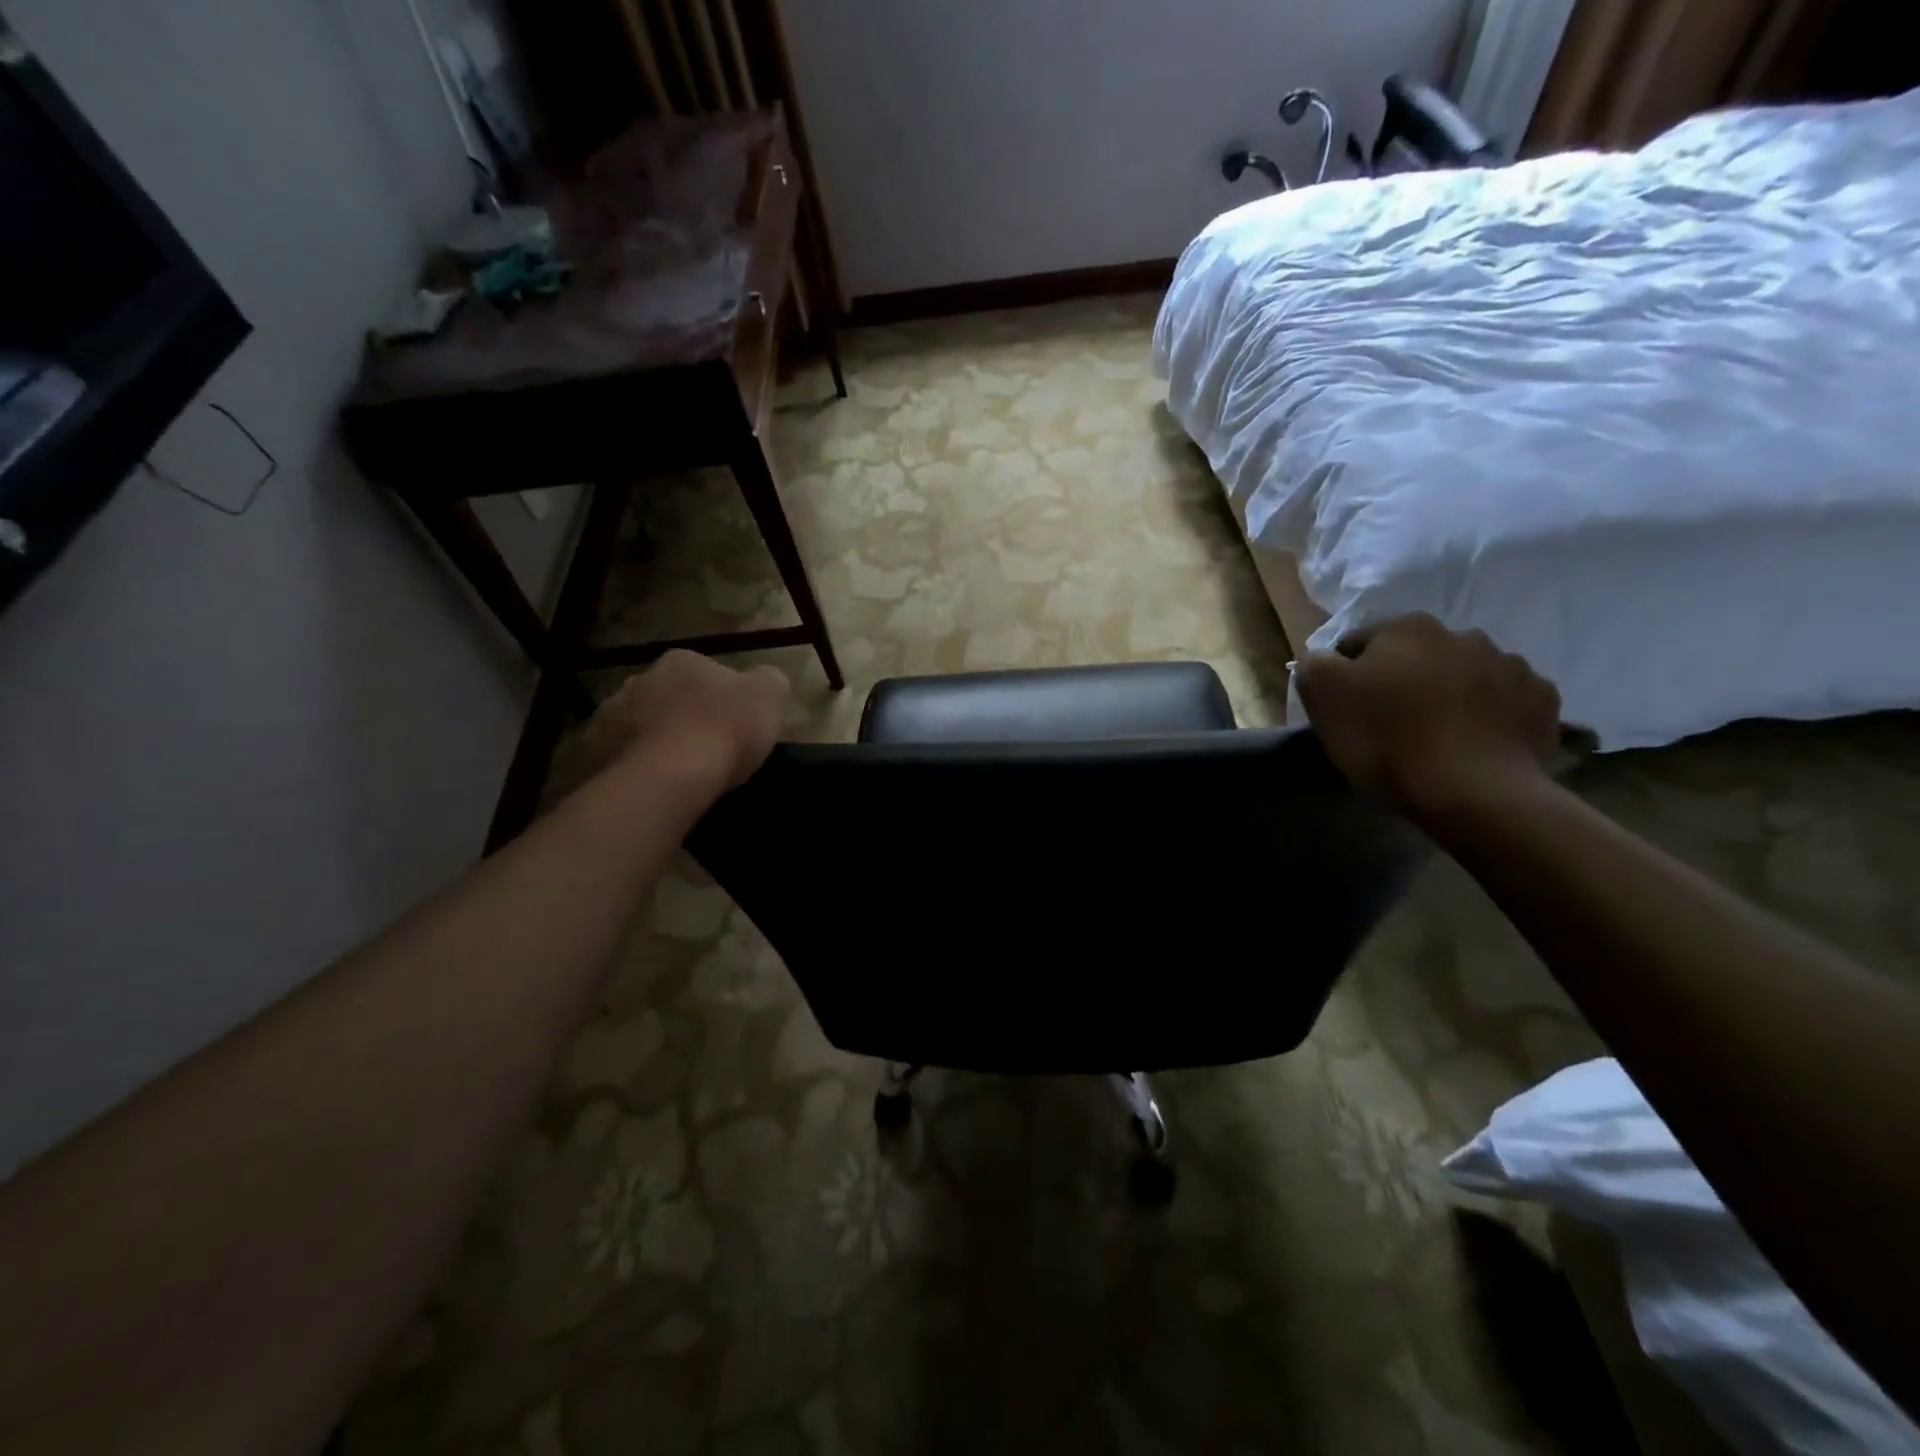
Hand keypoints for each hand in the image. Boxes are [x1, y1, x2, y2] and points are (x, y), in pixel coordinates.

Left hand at [576, 651, 789, 792]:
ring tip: (676, 772)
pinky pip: (616, 757)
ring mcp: (608, 716)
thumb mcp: (770, 696)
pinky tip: (651, 786)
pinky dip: (631, 767)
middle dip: (680, 714)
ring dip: (652, 739)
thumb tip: (764, 681)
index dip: (720, 696)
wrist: (672, 776)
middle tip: (704, 746)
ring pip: (637, 725)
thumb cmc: (726, 728)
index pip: (703, 670)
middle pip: (665, 695)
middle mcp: (639, 679)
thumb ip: (768, 681)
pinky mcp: (591, 753)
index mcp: (681, 661)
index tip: (734, 722)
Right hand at [1293, 614, 1561, 819]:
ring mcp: (1511, 666)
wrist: (1475, 793)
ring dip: (1449, 697)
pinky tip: (1474, 746)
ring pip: (1464, 677)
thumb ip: (1315, 665)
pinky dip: (1489, 717)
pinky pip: (1505, 703)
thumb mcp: (1323, 697)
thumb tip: (1326, 660)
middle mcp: (1462, 634)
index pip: (1359, 645)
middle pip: (1415, 657)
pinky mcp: (1543, 702)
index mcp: (1406, 628)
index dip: (1347, 678)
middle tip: (1390, 726)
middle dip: (1402, 682)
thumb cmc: (1387, 740)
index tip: (1347, 712)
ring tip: (1436, 739)